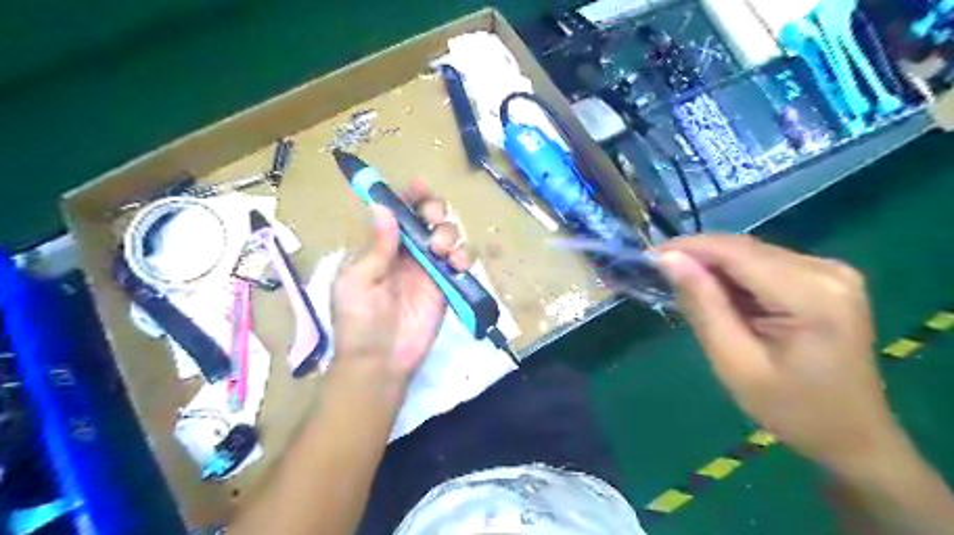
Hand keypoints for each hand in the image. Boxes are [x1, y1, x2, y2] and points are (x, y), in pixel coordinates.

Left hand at [332, 183, 471, 387]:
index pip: (396, 212)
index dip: (407, 195)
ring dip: (449, 232)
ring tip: (440, 250)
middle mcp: (405, 252)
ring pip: (447, 235)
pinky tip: (457, 264)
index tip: (419, 186)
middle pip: (426, 217)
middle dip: (433, 209)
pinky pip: (461, 262)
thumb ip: (375, 246)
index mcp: (379, 246)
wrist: (380, 361)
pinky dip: (464, 256)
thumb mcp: (357, 281)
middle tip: (434, 218)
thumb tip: (383, 206)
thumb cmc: (359, 320)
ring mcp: (428, 268)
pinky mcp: (446, 285)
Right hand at [660, 234, 898, 471]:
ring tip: (685, 289)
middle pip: (745, 249)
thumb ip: (703, 305)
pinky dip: (734, 277)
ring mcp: (831, 272)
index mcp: (812, 295)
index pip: (737, 252)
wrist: (851, 435)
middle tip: (660, 274)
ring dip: (714, 267)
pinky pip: (765, 265)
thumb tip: (668, 259)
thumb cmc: (790, 408)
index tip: (649, 255)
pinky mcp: (825, 278)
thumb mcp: (735, 362)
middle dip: (699, 257)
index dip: (689, 247)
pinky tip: (719, 296)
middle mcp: (827, 271)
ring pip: (752, 254)